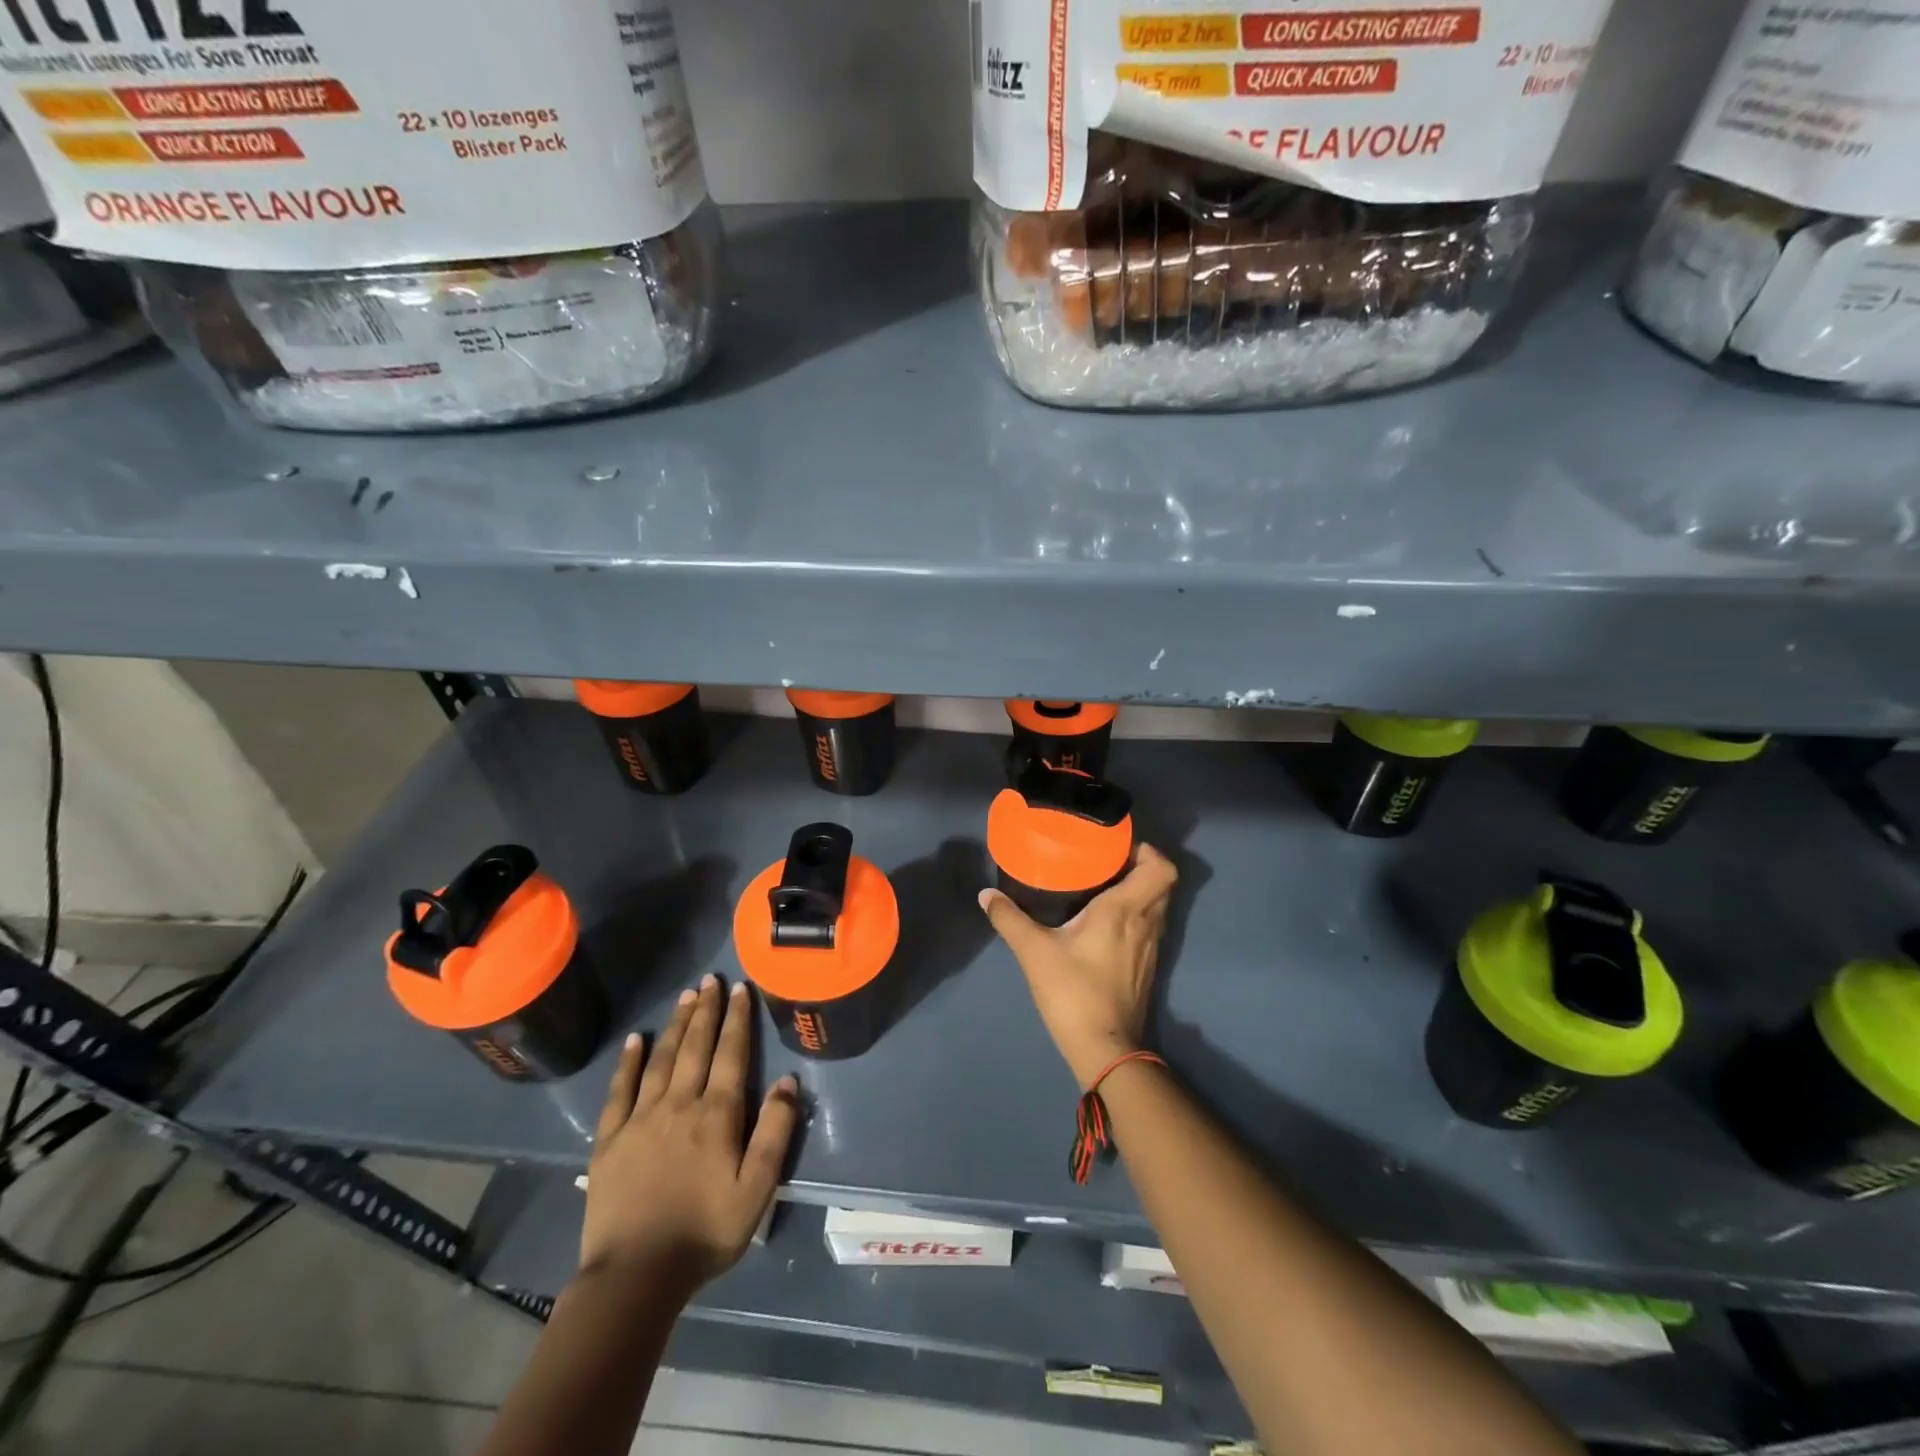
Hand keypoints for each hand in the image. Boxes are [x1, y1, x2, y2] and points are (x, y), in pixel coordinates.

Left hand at [581, 975, 798, 1296]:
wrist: (635, 1276)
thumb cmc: (705, 1233)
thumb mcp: (757, 1189)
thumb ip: (775, 1132)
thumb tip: (788, 1081)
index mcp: (716, 1115)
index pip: (730, 1054)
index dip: (736, 1019)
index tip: (739, 988)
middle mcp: (679, 1104)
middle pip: (695, 1047)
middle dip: (705, 1010)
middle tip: (710, 979)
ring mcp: (641, 1119)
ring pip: (661, 1059)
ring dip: (675, 1025)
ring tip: (684, 996)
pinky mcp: (610, 1140)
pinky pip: (619, 1091)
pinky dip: (628, 1063)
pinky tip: (634, 1041)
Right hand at [979, 844, 1177, 1086]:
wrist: (1104, 1049)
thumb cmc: (1073, 992)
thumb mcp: (1033, 952)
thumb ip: (1009, 919)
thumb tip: (986, 895)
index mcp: (1125, 910)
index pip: (1161, 868)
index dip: (1147, 851)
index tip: (1117, 847)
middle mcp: (1145, 922)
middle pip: (1163, 882)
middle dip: (1140, 866)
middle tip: (1106, 861)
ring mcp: (1151, 946)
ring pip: (1158, 905)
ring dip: (1140, 890)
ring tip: (1104, 885)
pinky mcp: (1147, 965)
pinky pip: (1150, 925)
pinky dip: (1137, 914)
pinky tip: (1106, 921)